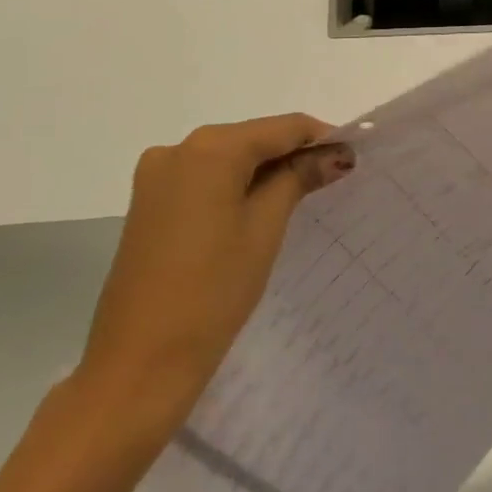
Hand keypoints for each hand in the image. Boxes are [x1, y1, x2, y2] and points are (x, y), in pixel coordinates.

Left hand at [74, 115, 354, 437]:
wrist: (138, 364)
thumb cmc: (212, 290)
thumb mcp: (265, 227)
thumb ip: (299, 178)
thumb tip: (334, 153)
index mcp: (209, 149)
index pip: (281, 127)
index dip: (321, 137)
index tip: (353, 156)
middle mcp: (177, 149)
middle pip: (252, 138)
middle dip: (294, 153)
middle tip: (334, 177)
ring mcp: (156, 177)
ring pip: (228, 158)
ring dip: (266, 170)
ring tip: (304, 194)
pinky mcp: (148, 204)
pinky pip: (205, 179)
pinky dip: (236, 186)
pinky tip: (260, 208)